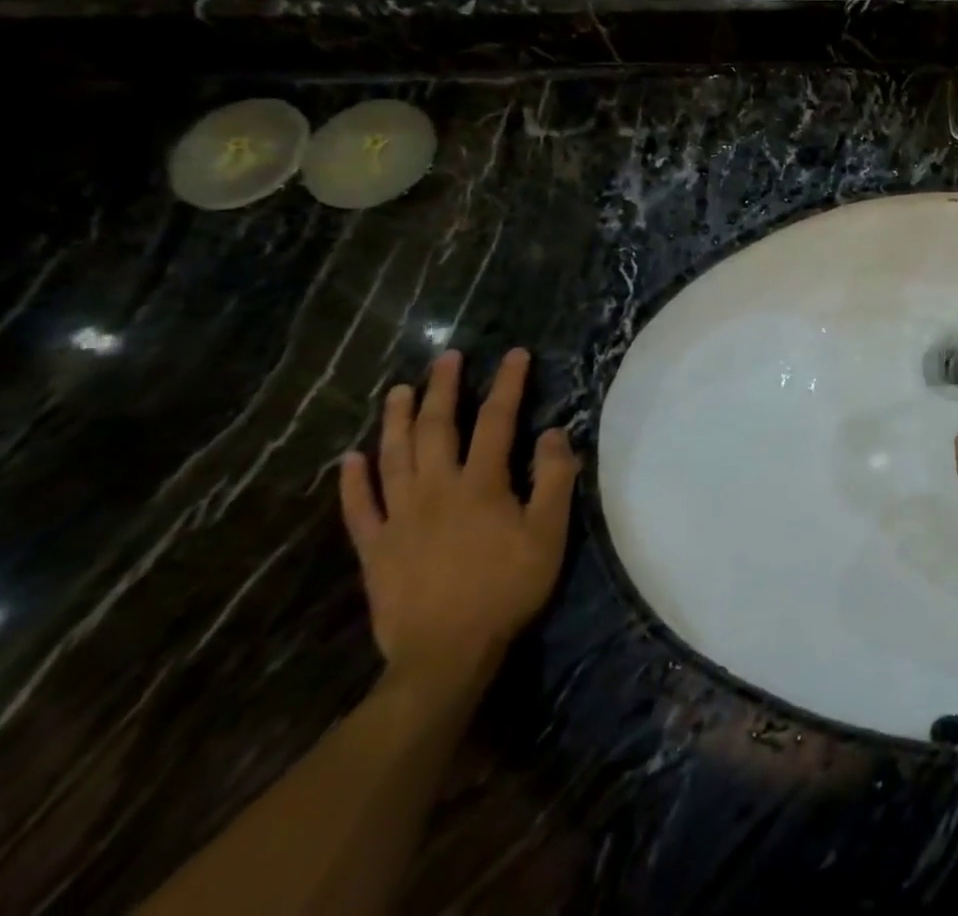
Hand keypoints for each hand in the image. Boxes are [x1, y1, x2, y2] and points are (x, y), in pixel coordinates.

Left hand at [340, 349, 578, 686]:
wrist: (445, 654)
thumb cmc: (508, 588)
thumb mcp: (549, 533)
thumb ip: (554, 478)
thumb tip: (553, 432)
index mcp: (481, 484)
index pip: (497, 421)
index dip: (508, 384)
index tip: (515, 354)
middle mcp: (437, 490)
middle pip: (438, 429)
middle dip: (445, 389)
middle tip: (447, 358)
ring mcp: (400, 519)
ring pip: (394, 458)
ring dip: (397, 421)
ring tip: (399, 391)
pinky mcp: (375, 549)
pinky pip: (359, 509)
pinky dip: (353, 482)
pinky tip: (350, 459)